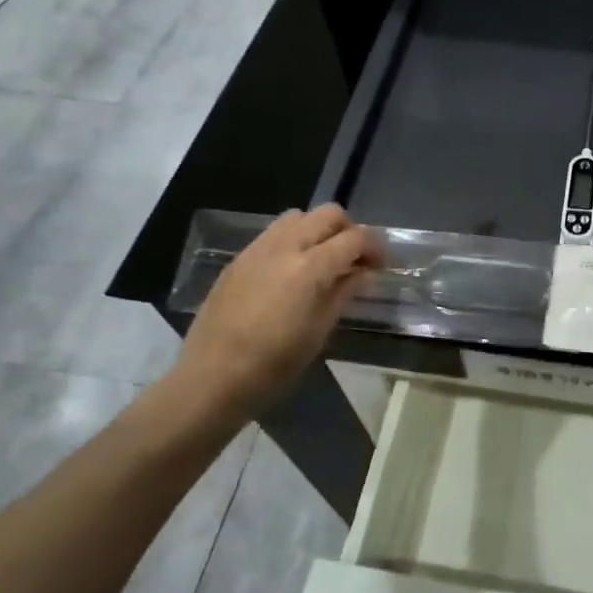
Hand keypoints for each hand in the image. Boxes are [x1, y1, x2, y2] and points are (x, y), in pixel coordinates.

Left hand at [169, 205, 381, 426]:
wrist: (211, 378)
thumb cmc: (274, 364)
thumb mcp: (320, 331)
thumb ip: (344, 293)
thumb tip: (365, 273)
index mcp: (311, 267)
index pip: (355, 237)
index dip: (375, 247)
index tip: (381, 265)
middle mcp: (286, 246)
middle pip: (328, 214)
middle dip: (349, 230)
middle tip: (354, 259)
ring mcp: (258, 249)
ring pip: (299, 216)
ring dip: (319, 230)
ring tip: (322, 260)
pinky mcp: (239, 259)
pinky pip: (274, 233)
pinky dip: (293, 240)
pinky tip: (291, 271)